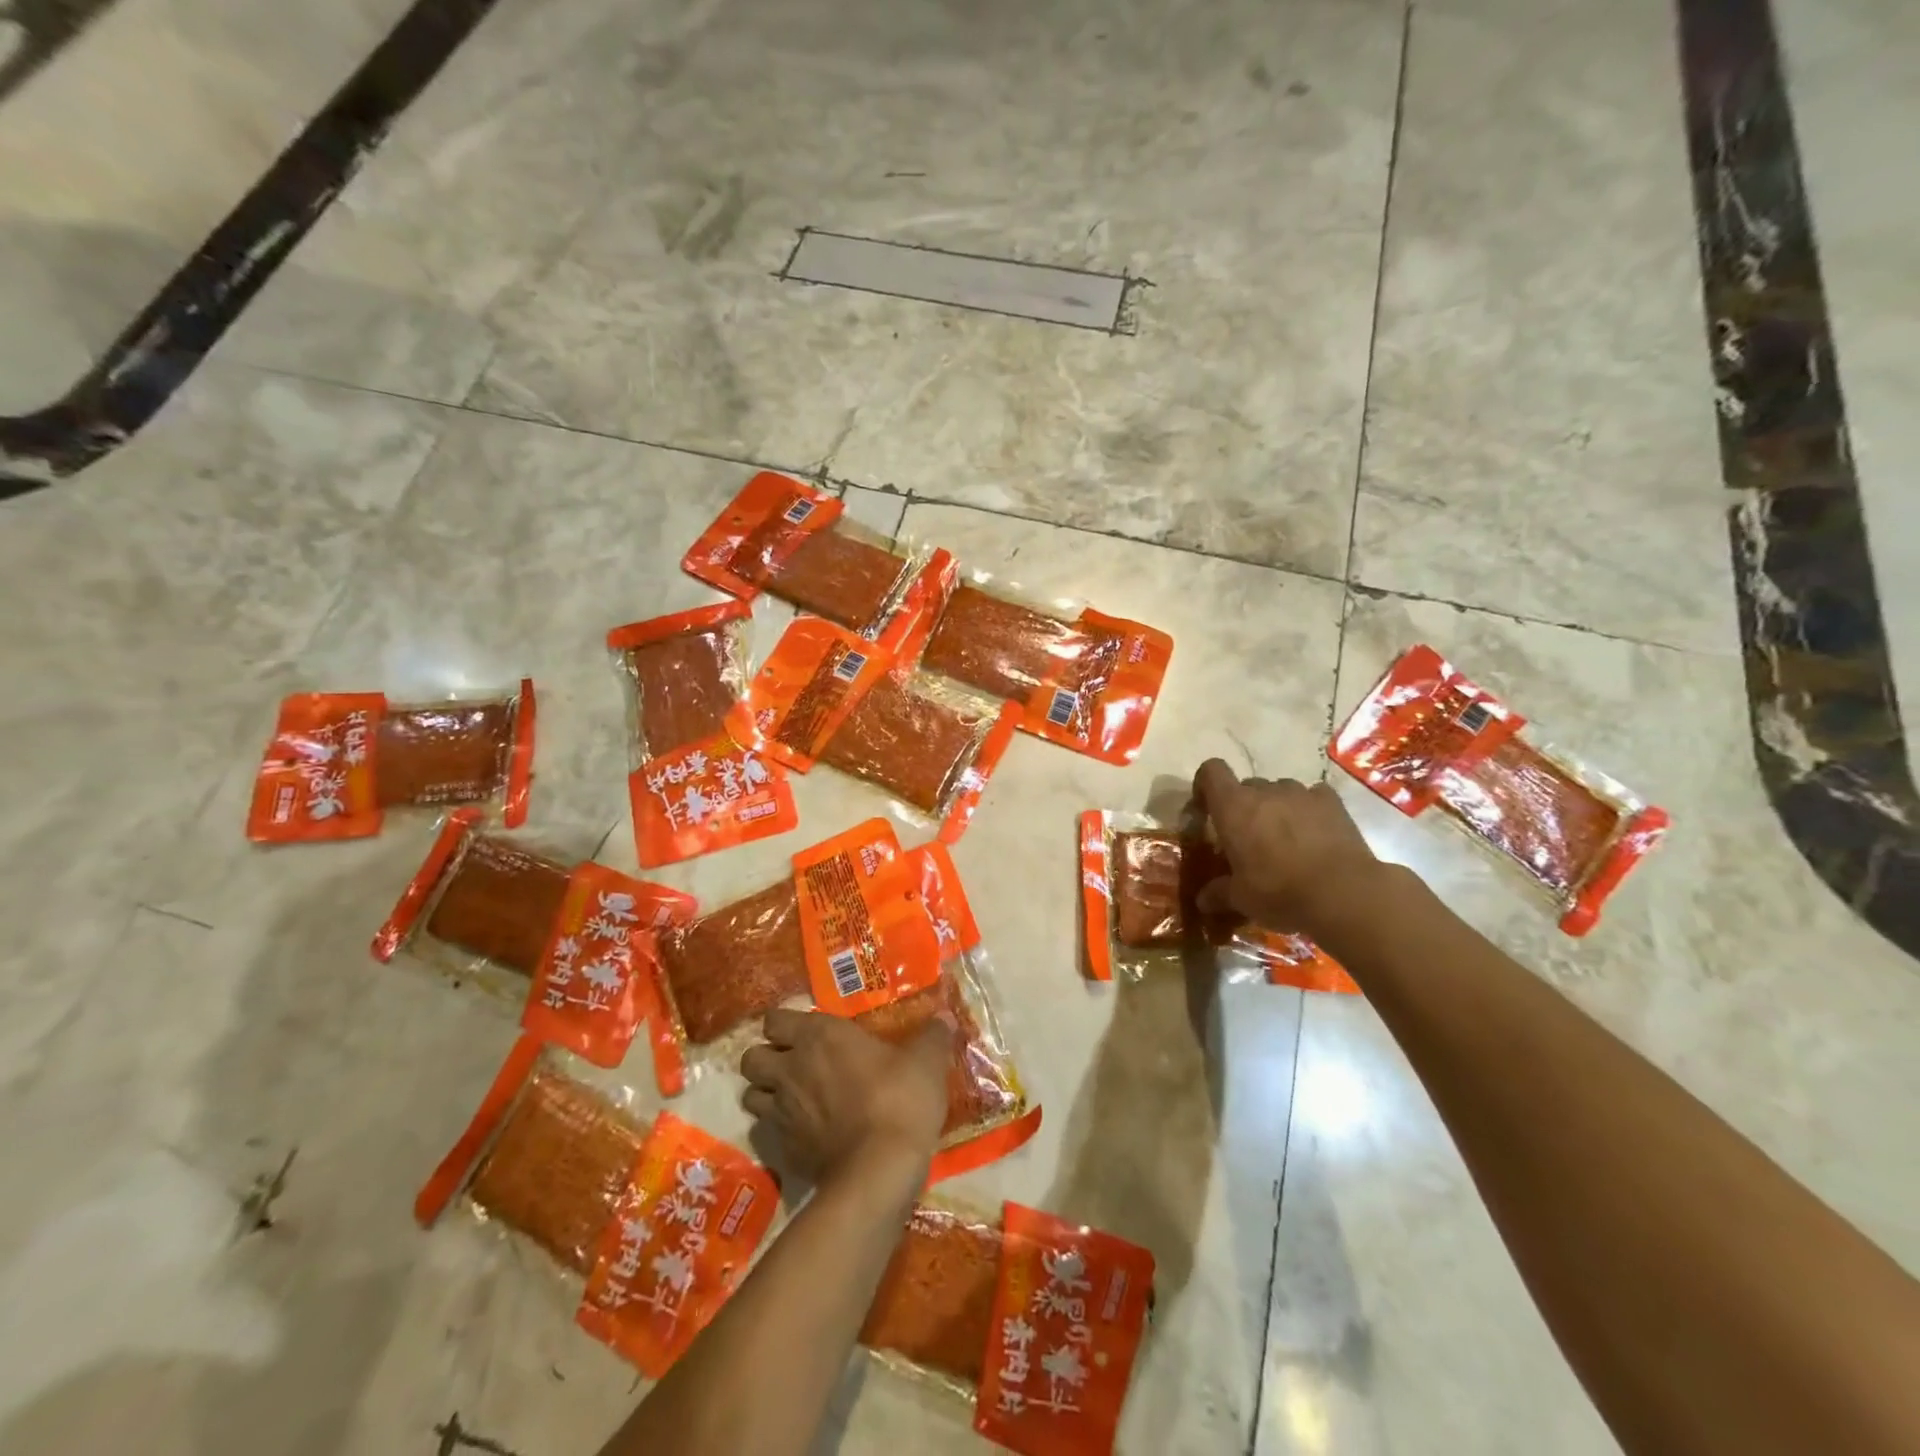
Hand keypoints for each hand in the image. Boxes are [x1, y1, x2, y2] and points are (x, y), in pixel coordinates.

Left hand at [739, 1009, 952, 1185]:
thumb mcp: (926, 1062)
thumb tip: (945, 1017)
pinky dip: (779, 1131)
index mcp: (818, 1036)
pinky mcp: (785, 1151)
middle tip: (793, 1064)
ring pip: (751, 1096)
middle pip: (751, 1058)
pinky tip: (804, 1134)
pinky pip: (768, 1134)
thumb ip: (932, 1036)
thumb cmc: (899, 1100)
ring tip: (793, 1099)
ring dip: (766, 1095)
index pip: (774, 1019)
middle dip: (766, 1059)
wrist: (879, 1170)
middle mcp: (791, 1069)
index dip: (783, 1024)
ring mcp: (782, 1112)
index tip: (805, 1031)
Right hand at [1192, 759, 1380, 932]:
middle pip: (1246, 786)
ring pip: (1280, 791)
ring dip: (1277, 808)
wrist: (1343, 893)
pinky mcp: (1332, 802)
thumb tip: (1202, 900)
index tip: (1207, 809)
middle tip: (1250, 839)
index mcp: (1233, 807)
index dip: (1205, 785)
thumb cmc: (1280, 892)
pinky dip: (1309, 810)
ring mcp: (1300, 793)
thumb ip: (1218, 893)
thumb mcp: (1241, 899)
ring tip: (1286, 839)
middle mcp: (1264, 791)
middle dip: (1245, 807)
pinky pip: (1313, 797)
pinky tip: (1315, 835)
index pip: (1211, 772)